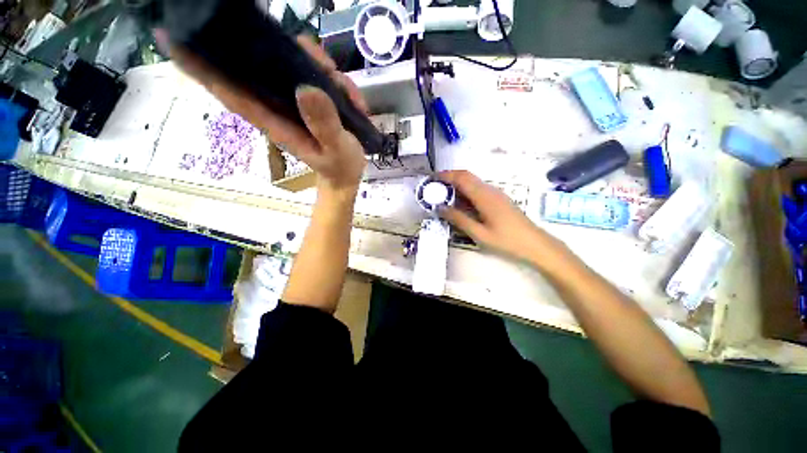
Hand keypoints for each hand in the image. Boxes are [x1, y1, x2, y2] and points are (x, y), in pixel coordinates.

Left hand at [157, 32, 366, 189]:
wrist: (346, 174)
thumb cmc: (339, 166)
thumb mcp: (336, 150)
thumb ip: (324, 125)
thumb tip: (306, 88)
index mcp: (273, 121)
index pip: (229, 89)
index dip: (200, 64)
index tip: (173, 34)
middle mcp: (277, 106)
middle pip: (262, 63)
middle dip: (285, 50)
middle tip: (321, 63)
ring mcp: (293, 102)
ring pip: (292, 62)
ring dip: (317, 63)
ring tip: (342, 86)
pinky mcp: (309, 100)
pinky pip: (313, 74)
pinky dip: (331, 77)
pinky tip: (350, 95)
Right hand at [438, 170, 567, 267]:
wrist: (535, 244)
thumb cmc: (507, 240)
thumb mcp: (479, 233)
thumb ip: (459, 219)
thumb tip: (441, 208)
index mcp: (484, 196)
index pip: (462, 177)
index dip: (446, 175)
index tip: (432, 179)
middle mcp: (490, 190)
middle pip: (467, 176)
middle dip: (449, 178)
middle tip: (435, 188)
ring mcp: (496, 193)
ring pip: (473, 183)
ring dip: (457, 185)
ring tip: (443, 196)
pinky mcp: (498, 199)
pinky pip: (478, 190)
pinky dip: (466, 192)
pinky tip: (460, 204)